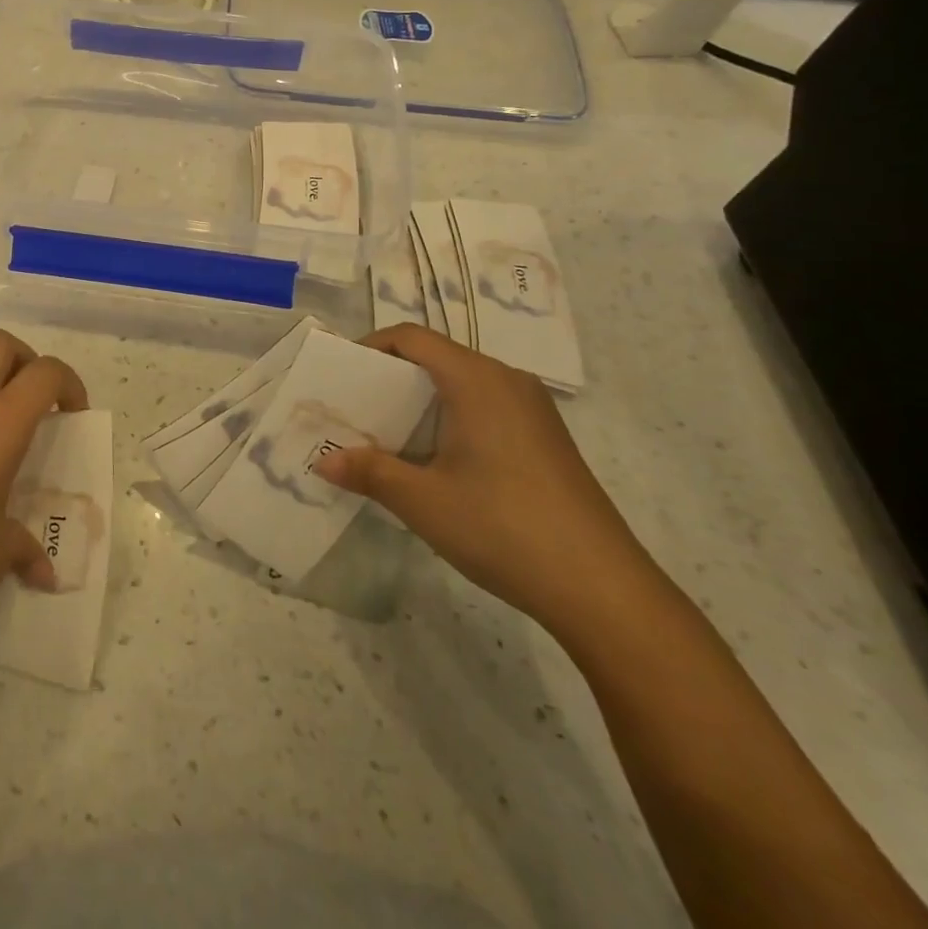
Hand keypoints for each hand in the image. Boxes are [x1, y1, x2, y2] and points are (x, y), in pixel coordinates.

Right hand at [313, 324, 657, 636]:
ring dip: (418, 402)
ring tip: (385, 436)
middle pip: (436, 358)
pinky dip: (448, 419)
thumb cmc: (503, 528)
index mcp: (477, 380)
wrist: (604, 591)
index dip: (370, 347)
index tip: (339, 376)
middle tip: (354, 409)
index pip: (412, 337)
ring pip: (461, 385)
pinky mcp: (545, 439)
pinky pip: (484, 408)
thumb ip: (369, 472)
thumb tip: (323, 461)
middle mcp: (507, 381)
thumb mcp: (422, 500)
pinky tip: (434, 462)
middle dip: (389, 378)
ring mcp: (532, 411)